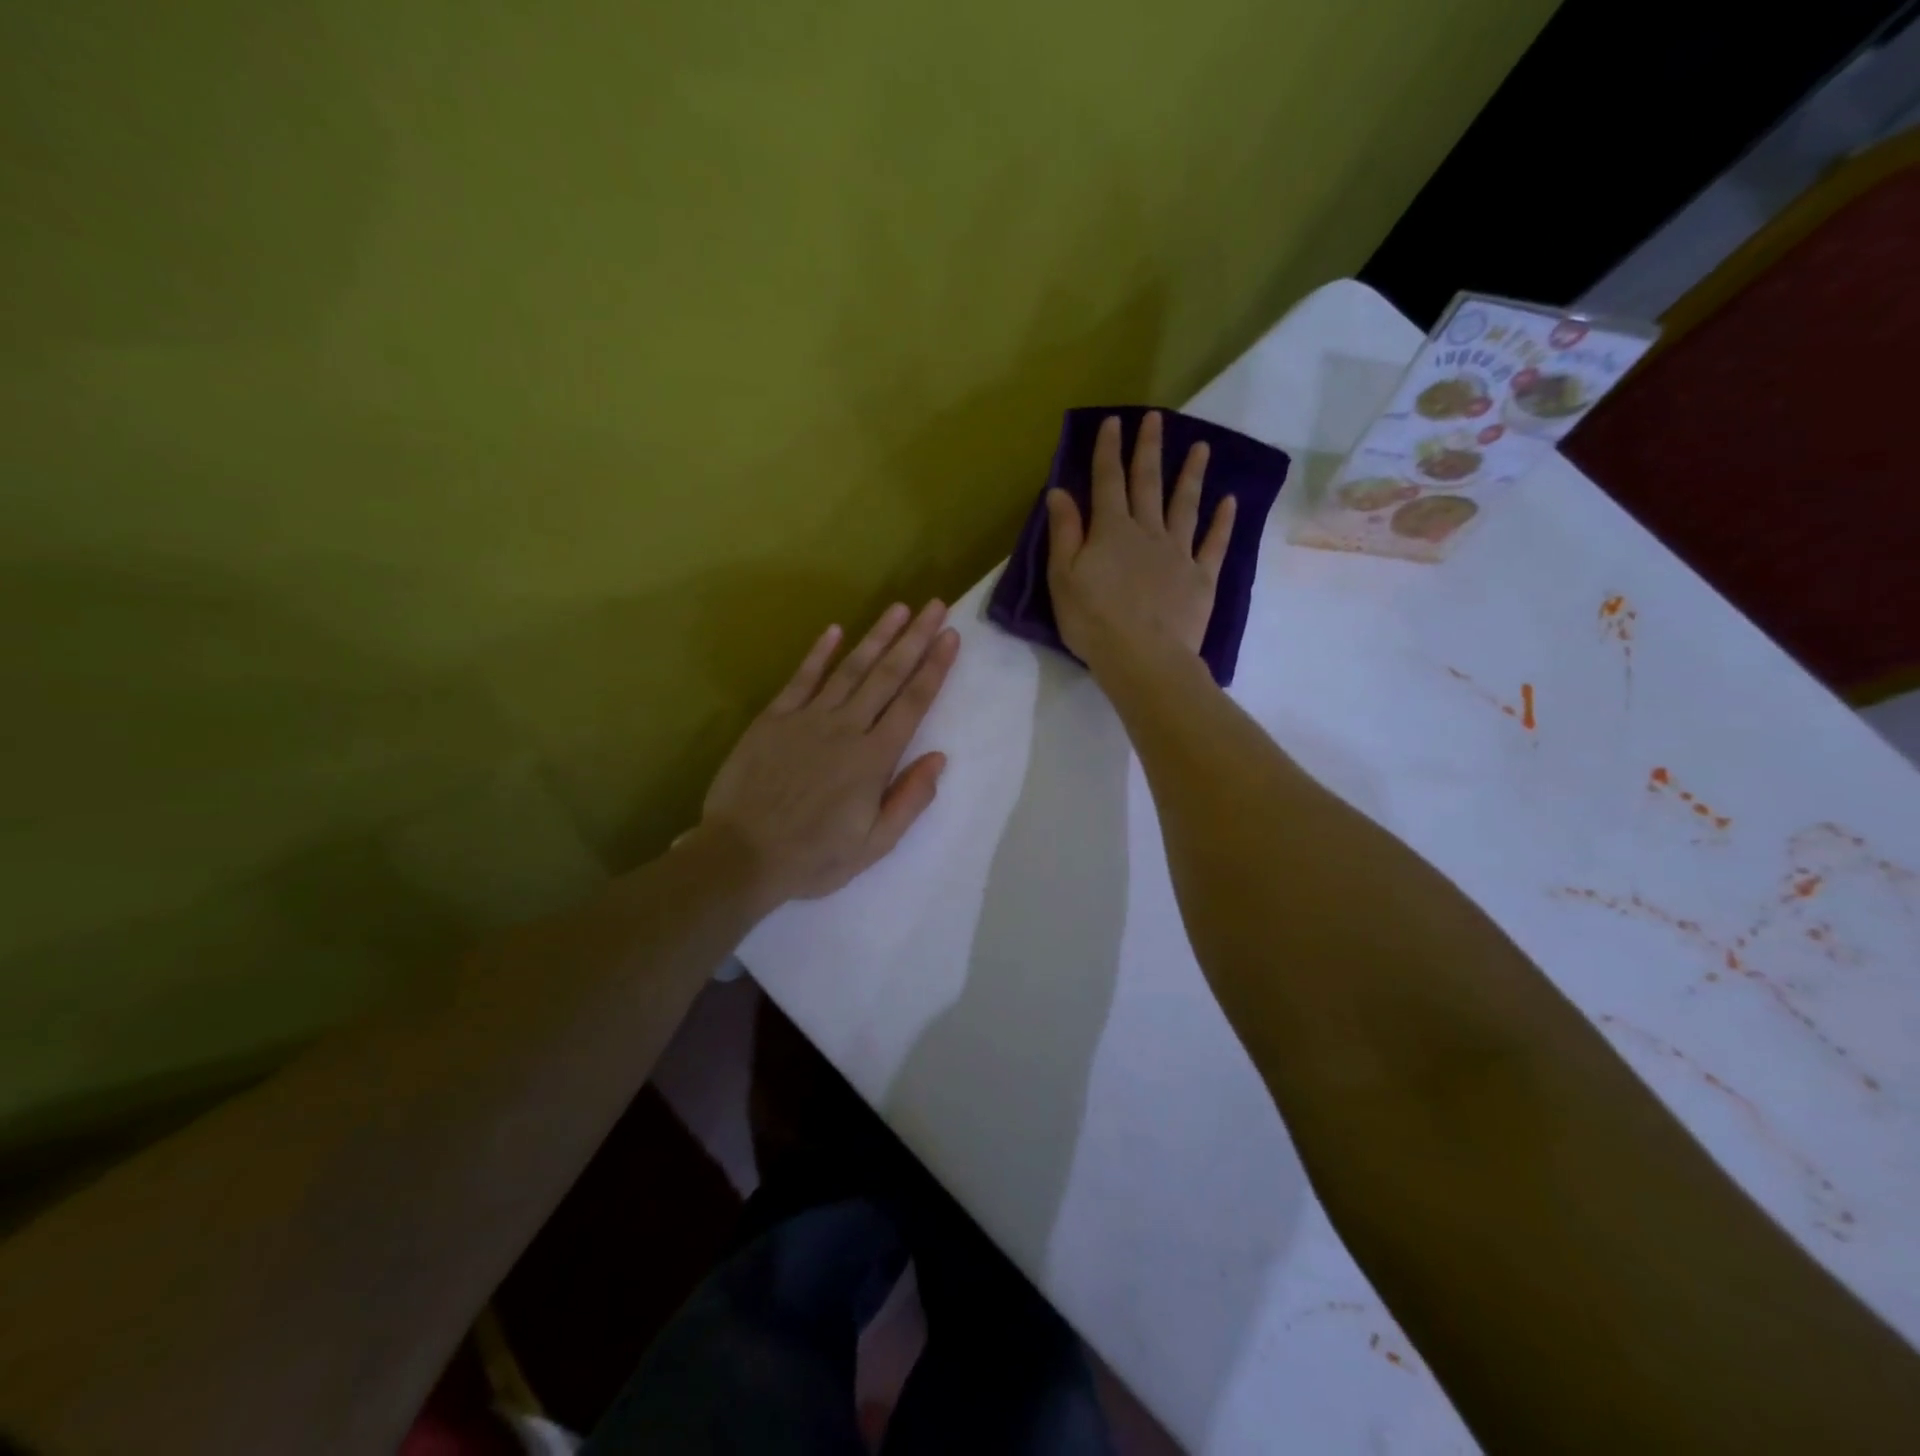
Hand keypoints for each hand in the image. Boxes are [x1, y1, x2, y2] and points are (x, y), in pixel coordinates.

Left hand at [700, 601, 960, 906]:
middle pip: (887, 675)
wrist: (741, 856)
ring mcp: (807, 719)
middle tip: (936, 607)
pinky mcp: (774, 719)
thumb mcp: (874, 845)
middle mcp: (845, 728)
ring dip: (876, 636)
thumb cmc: (813, 857)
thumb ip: (910, 800)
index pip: (912, 703)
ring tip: (898, 608)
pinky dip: (819, 653)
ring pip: (850, 669)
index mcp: (873, 759)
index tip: (952, 637)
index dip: (934, 668)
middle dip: (914, 638)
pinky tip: (835, 630)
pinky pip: (801, 679)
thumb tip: (939, 757)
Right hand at [1045, 411, 1234, 676]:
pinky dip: (1223, 522)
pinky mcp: (1201, 578)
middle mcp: (1147, 532)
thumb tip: (1060, 492)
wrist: (1143, 658)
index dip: (1109, 451)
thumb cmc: (1093, 621)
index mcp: (1111, 531)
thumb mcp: (1063, 578)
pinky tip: (1230, 502)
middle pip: (1148, 484)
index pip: (1107, 482)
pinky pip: (1214, 544)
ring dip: (1192, 475)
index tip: (1114, 422)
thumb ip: (1064, 533)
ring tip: (1201, 448)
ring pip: (1185, 505)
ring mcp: (1178, 553)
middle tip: (1156, 419)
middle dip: (1149, 450)